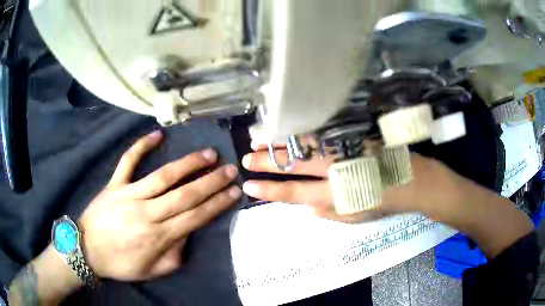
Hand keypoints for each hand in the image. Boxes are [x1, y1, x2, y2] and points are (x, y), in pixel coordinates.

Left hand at [78, 131, 241, 280]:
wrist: (87, 250)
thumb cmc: (121, 263)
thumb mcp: (153, 271)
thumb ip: (175, 255)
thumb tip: (187, 233)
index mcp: (159, 236)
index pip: (195, 217)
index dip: (217, 203)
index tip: (234, 191)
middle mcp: (148, 213)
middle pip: (185, 194)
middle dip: (211, 182)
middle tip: (231, 169)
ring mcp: (130, 195)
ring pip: (163, 176)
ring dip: (188, 164)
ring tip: (208, 154)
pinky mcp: (115, 184)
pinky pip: (128, 162)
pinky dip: (141, 146)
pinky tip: (158, 134)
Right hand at [241, 146, 466, 222]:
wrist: (412, 178)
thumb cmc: (384, 201)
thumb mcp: (356, 217)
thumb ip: (328, 212)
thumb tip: (305, 206)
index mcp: (335, 193)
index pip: (293, 192)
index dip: (269, 190)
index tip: (249, 187)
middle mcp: (336, 168)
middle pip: (293, 163)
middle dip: (266, 162)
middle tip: (245, 159)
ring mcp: (344, 148)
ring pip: (303, 142)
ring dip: (278, 141)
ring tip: (257, 138)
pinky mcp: (352, 134)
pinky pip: (320, 130)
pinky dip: (300, 129)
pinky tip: (288, 127)